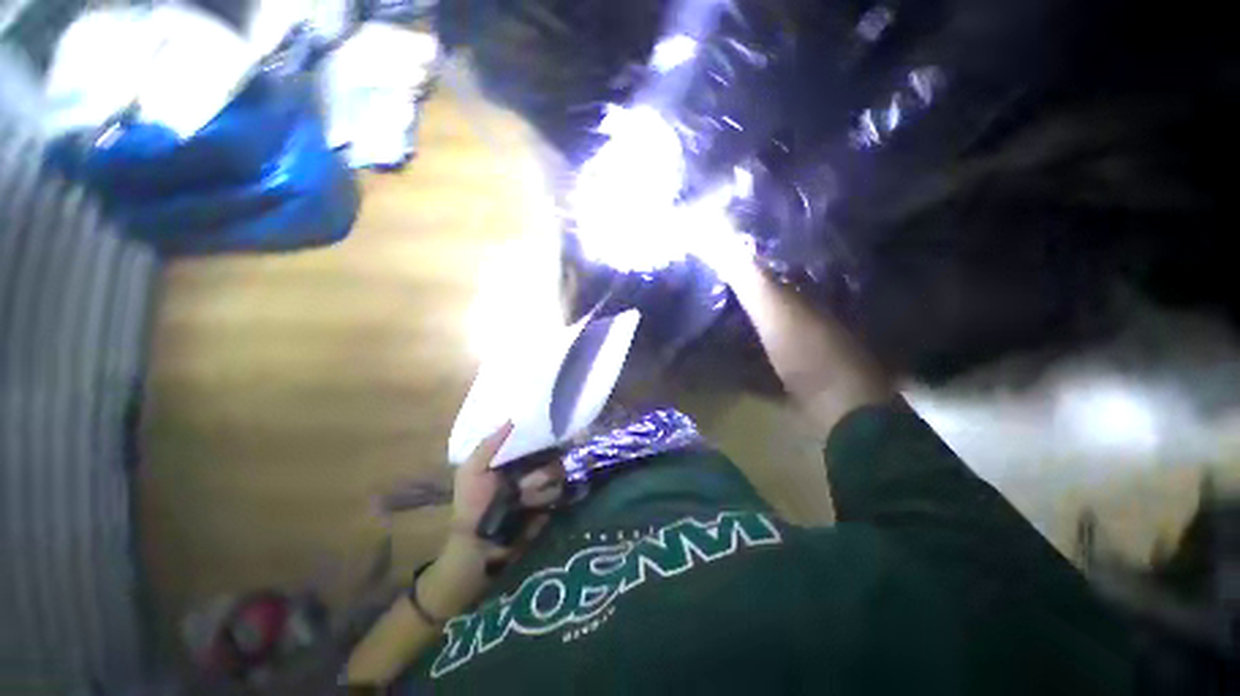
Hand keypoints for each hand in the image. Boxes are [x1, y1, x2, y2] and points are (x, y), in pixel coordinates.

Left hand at [419, 423, 563, 619]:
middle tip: (523, 485)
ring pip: (557, 478)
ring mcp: (543, 489)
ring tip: (521, 502)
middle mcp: (533, 470)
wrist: (478, 546)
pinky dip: (546, 501)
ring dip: (539, 490)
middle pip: (554, 459)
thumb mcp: (471, 471)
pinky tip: (531, 509)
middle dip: (540, 472)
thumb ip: (488, 446)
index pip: (539, 442)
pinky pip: (559, 496)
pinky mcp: (550, 507)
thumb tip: (511, 420)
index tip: (553, 436)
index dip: (546, 439)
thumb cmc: (472, 504)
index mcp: (516, 459)